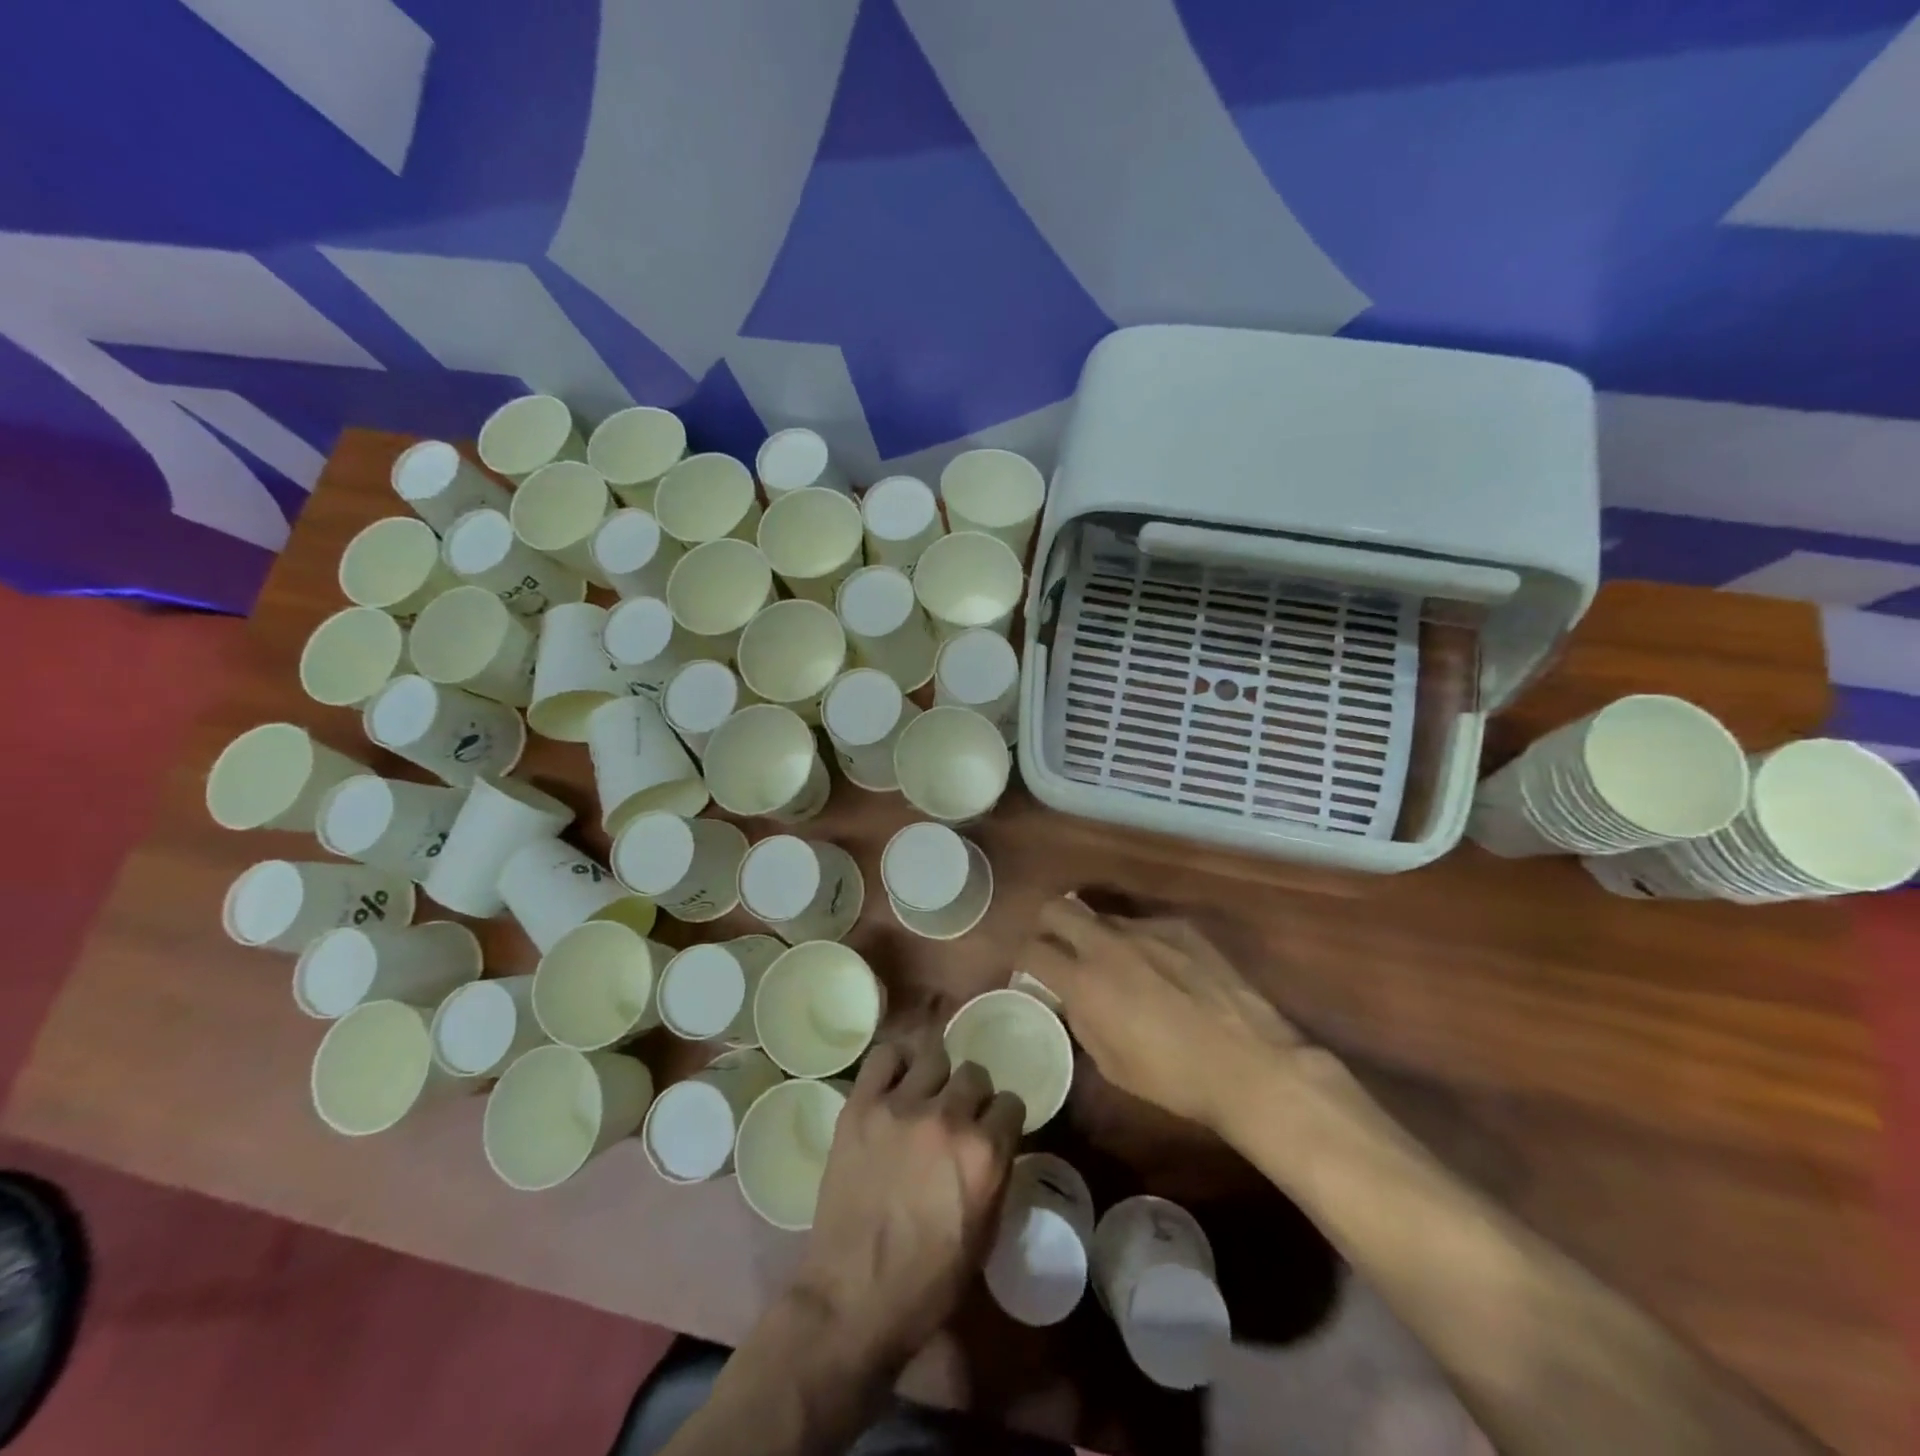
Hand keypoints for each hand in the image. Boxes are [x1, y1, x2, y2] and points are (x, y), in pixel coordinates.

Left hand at [791, 1035, 1024, 1368]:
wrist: (852, 1300)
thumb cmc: (927, 1285)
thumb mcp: (985, 1236)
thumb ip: (996, 1176)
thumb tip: (995, 1144)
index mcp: (985, 1154)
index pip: (1011, 1103)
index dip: (1002, 1119)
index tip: (993, 1130)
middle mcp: (948, 1118)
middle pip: (975, 1073)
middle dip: (972, 1095)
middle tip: (957, 1117)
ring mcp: (901, 1106)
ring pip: (934, 1056)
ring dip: (937, 1077)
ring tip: (925, 1098)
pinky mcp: (861, 1105)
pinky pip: (885, 1056)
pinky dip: (895, 1063)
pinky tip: (895, 1083)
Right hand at [1021, 896, 1307, 1133]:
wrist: (1249, 1062)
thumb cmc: (1173, 1078)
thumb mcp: (1110, 1064)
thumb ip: (1081, 1020)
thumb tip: (1071, 998)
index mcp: (1084, 981)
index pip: (1031, 949)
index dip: (1023, 959)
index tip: (1031, 971)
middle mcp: (1108, 944)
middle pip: (1056, 908)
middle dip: (1047, 925)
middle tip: (1058, 949)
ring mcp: (1146, 928)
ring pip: (1103, 916)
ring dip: (1097, 936)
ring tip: (1118, 967)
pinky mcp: (1180, 926)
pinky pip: (1144, 925)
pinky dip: (1140, 943)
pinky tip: (1163, 971)